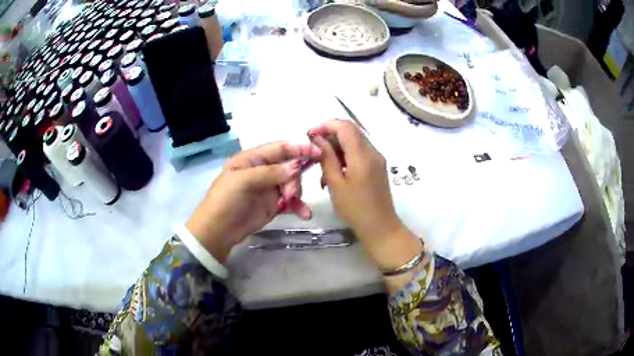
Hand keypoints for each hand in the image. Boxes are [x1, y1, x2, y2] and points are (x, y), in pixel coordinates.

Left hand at [186, 142, 322, 262]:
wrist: (218, 231)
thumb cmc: (225, 201)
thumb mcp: (243, 181)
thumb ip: (270, 173)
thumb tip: (295, 166)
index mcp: (252, 159)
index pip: (279, 148)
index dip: (298, 148)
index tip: (317, 152)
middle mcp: (262, 170)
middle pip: (289, 166)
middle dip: (294, 178)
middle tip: (290, 194)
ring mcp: (269, 188)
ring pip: (292, 183)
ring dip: (296, 193)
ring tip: (289, 204)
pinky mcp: (273, 205)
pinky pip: (291, 201)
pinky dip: (298, 206)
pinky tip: (305, 214)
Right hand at [308, 120, 421, 271]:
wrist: (380, 227)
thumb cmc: (355, 209)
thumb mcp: (336, 184)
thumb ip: (327, 158)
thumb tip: (318, 139)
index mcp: (362, 155)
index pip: (345, 127)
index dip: (325, 125)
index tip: (309, 135)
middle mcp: (373, 152)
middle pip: (350, 131)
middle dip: (330, 135)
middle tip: (313, 149)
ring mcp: (377, 159)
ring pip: (354, 141)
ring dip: (336, 147)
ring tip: (321, 165)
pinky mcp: (377, 166)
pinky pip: (359, 152)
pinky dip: (345, 156)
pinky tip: (334, 172)